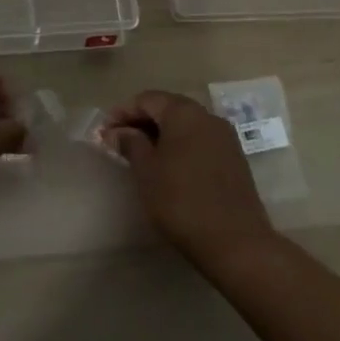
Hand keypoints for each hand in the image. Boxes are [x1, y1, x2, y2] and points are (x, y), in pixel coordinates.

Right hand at [101, 90, 276, 266]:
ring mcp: (225, 138)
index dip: (122, 112)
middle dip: (141, 121)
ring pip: (185, 125)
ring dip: (161, 134)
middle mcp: (207, 117)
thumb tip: (117, 132)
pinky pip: (200, 141)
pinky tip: (168, 166)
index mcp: (184, 113)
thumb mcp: (146, 171)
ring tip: (140, 154)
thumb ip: (130, 144)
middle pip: (168, 108)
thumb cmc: (181, 200)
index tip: (104, 131)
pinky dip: (180, 146)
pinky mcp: (234, 159)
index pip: (147, 99)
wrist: (236, 241)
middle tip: (119, 140)